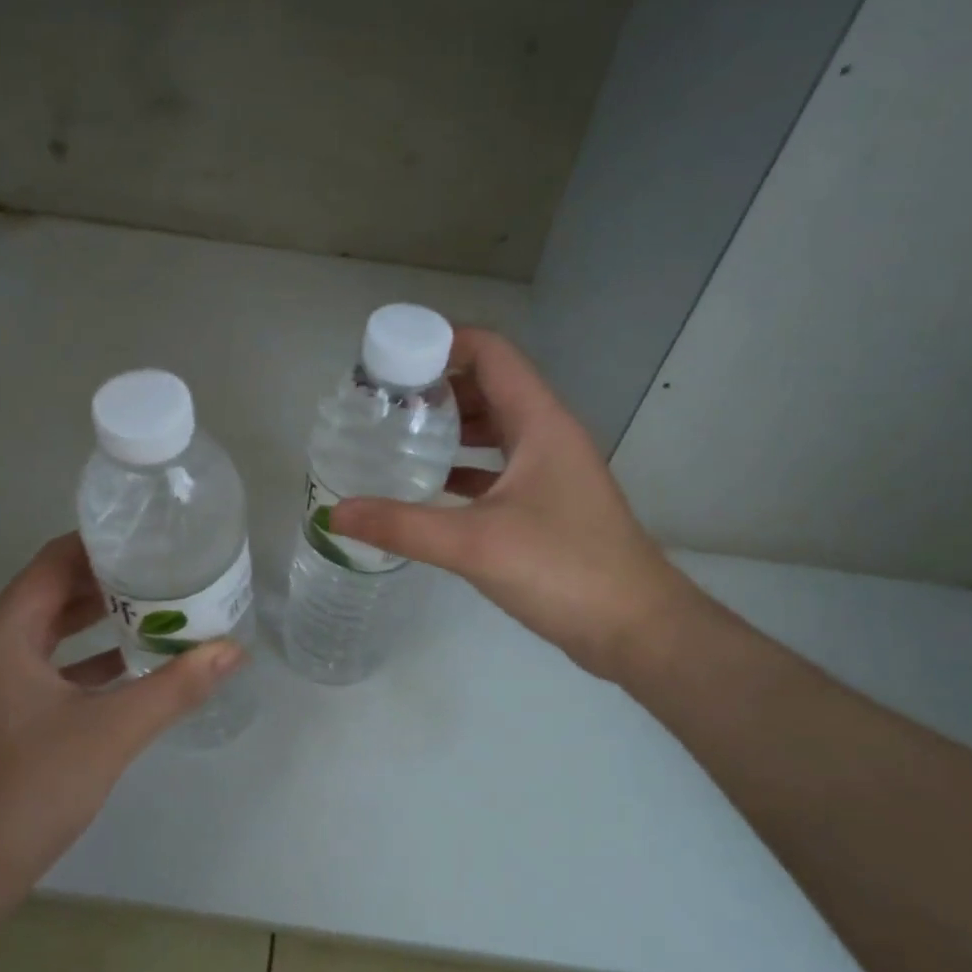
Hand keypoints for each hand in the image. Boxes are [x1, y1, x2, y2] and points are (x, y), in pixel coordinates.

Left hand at [0, 533, 245, 923]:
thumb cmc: (32, 787)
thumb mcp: (113, 730)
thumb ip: (176, 686)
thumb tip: (233, 650)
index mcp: (5, 632)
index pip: (55, 561)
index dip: (101, 543)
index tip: (151, 536)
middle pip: (54, 590)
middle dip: (109, 578)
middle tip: (167, 569)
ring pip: (53, 629)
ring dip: (101, 617)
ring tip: (160, 606)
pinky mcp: (5, 710)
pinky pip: (52, 663)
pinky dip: (89, 656)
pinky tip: (135, 662)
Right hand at [333, 328, 687, 676]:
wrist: (636, 628)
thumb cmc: (563, 569)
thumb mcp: (475, 544)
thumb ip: (402, 525)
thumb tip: (335, 513)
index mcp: (539, 422)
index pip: (491, 353)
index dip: (442, 343)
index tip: (390, 361)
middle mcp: (548, 435)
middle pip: (489, 386)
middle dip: (436, 387)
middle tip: (383, 402)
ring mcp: (551, 470)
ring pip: (494, 429)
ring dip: (450, 426)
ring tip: (398, 436)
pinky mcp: (548, 504)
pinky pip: (498, 467)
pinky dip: (464, 467)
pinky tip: (429, 485)